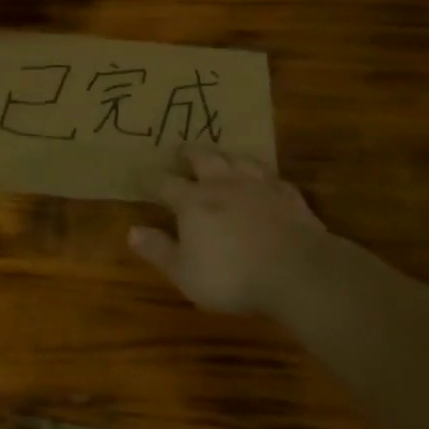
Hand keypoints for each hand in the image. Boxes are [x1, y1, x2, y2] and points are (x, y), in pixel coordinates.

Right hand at [130, 145, 334, 314]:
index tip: (141, 174)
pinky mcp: (288, 195)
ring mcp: (258, 185)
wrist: (297, 271)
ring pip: (238, 159)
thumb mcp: (185, 273)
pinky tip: (264, 181)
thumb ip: (158, 250)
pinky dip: (263, 176)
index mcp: (193, 201)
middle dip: (188, 153)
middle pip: (202, 157)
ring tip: (222, 158)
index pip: (164, 182)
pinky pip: (272, 177)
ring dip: (226, 157)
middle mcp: (223, 184)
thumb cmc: (232, 276)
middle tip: (181, 152)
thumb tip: (131, 231)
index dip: (150, 178)